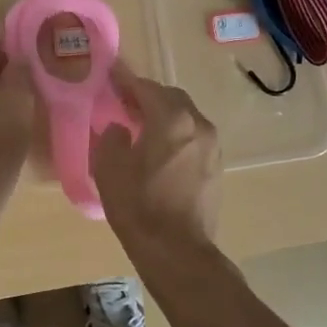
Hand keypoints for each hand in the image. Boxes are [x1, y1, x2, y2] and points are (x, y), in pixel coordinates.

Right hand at [91, 62, 220, 254]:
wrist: (178, 250)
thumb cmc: (139, 206)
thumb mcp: (109, 168)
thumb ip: (111, 137)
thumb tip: (120, 128)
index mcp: (171, 119)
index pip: (146, 88)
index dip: (126, 81)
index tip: (111, 76)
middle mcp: (198, 125)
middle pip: (172, 98)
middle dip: (148, 96)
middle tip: (125, 102)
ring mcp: (212, 147)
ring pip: (186, 117)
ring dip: (165, 115)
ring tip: (141, 125)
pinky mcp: (216, 167)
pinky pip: (194, 138)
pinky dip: (176, 134)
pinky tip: (160, 150)